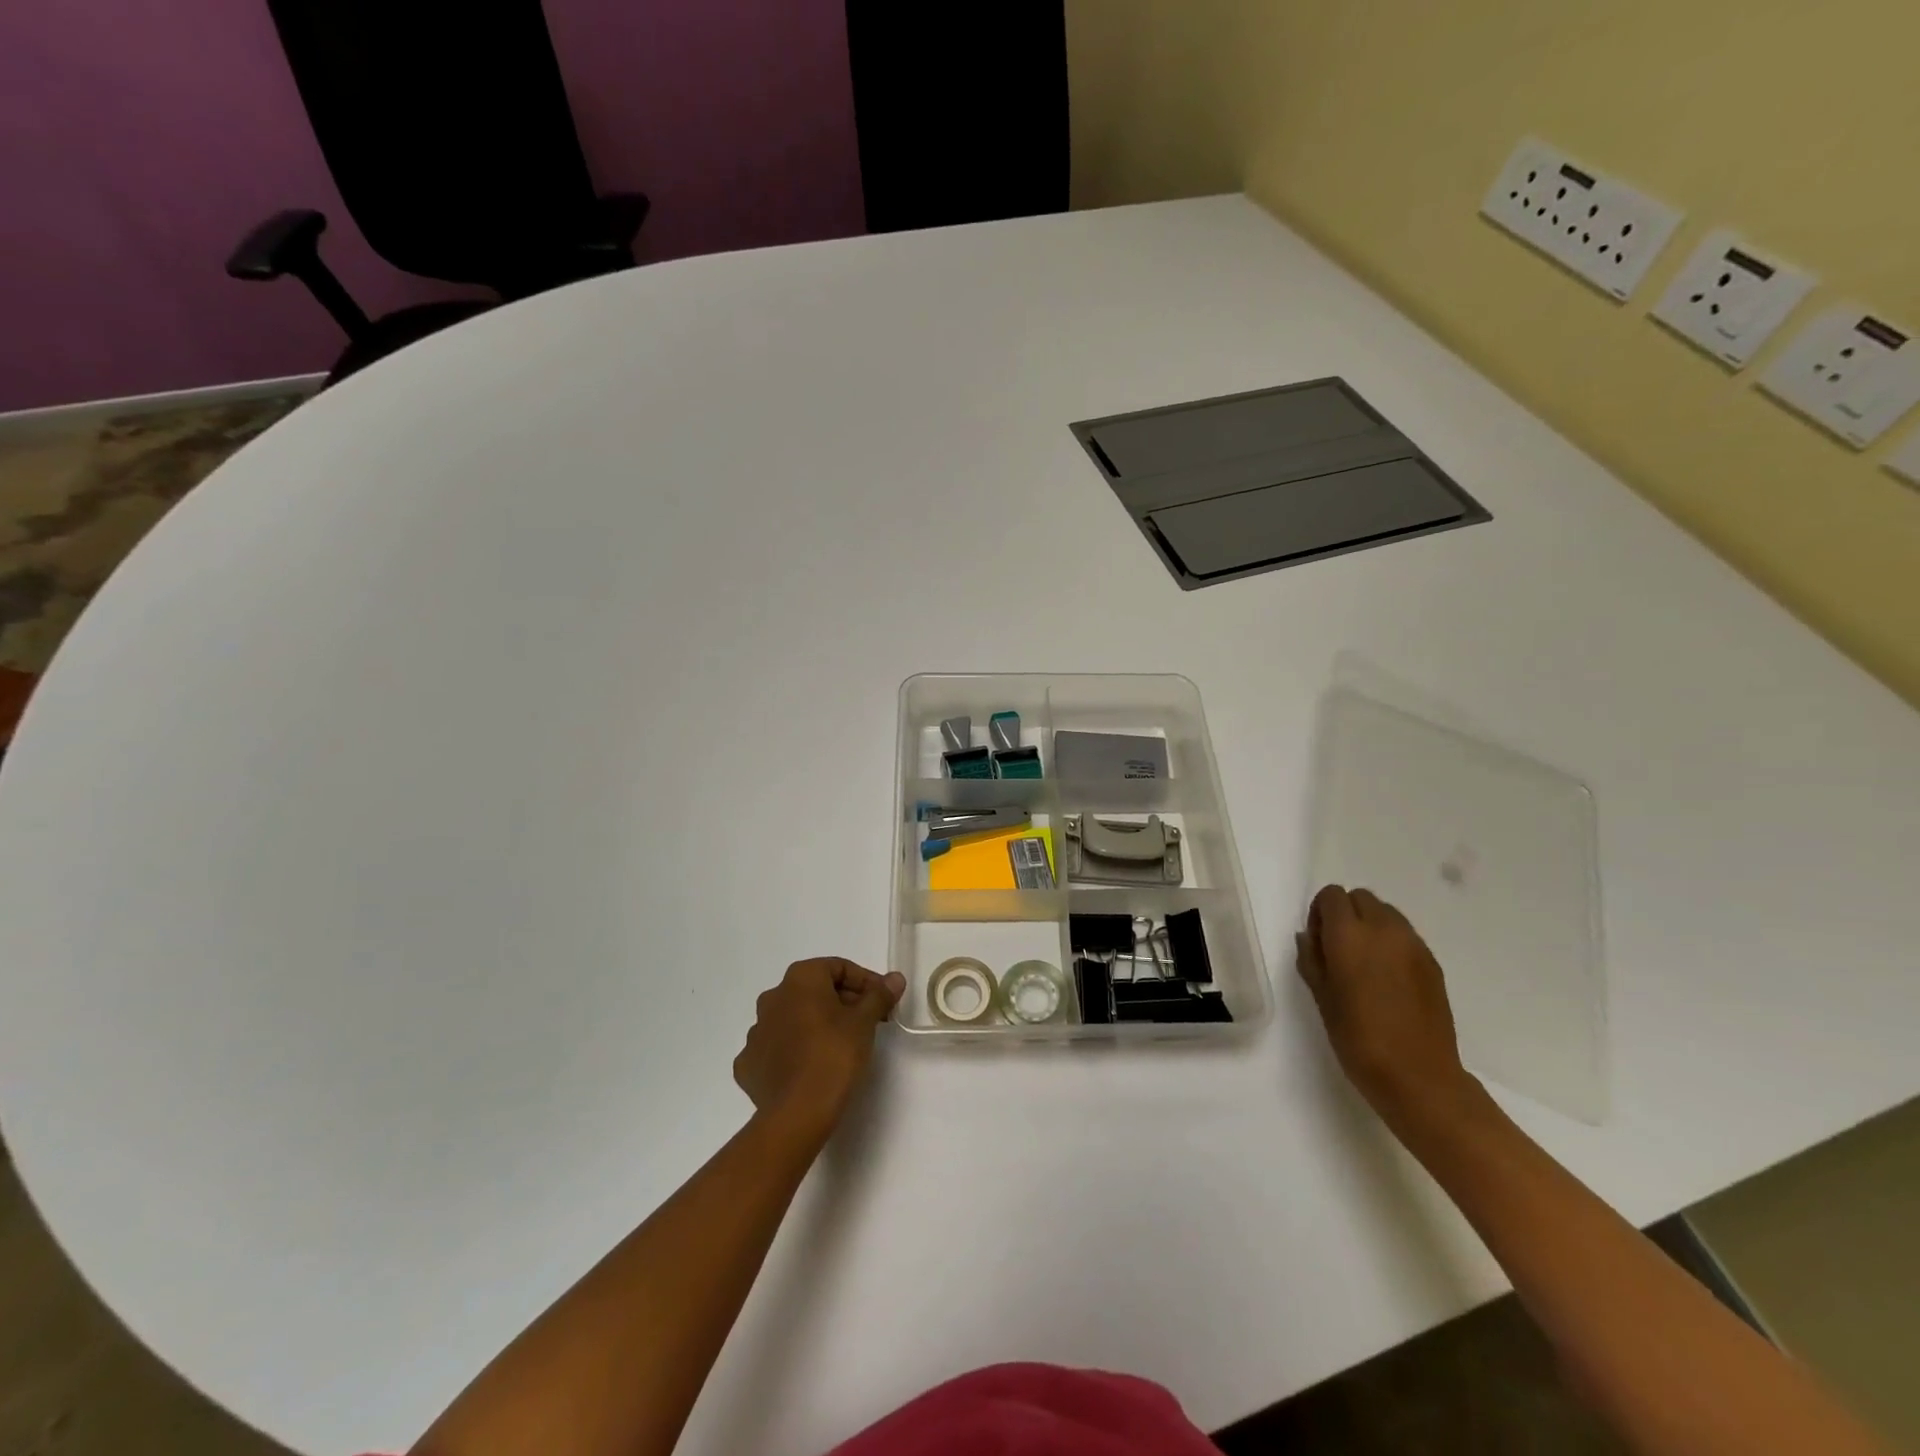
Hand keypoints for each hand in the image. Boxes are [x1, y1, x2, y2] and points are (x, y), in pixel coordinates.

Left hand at [733, 958, 904, 1142]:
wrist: (797, 1113)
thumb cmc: (834, 1055)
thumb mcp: (864, 1022)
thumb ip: (879, 995)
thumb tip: (894, 978)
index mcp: (799, 979)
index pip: (838, 968)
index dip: (865, 981)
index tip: (882, 1001)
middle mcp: (772, 997)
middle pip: (815, 991)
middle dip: (843, 1002)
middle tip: (868, 1023)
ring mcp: (756, 1032)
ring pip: (794, 1018)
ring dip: (816, 1025)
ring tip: (840, 1047)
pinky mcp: (748, 1064)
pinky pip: (777, 1048)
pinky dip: (794, 1051)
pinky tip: (811, 1066)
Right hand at [1296, 885, 1478, 1124]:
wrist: (1418, 1076)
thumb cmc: (1358, 1038)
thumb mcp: (1321, 997)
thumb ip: (1311, 959)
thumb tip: (1309, 936)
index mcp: (1349, 935)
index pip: (1332, 896)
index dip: (1320, 913)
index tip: (1318, 942)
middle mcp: (1383, 929)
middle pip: (1361, 897)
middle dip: (1346, 914)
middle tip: (1339, 950)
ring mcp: (1413, 944)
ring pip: (1386, 913)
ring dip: (1370, 925)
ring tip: (1365, 963)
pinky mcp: (1432, 962)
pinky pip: (1405, 935)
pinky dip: (1391, 943)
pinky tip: (1387, 978)